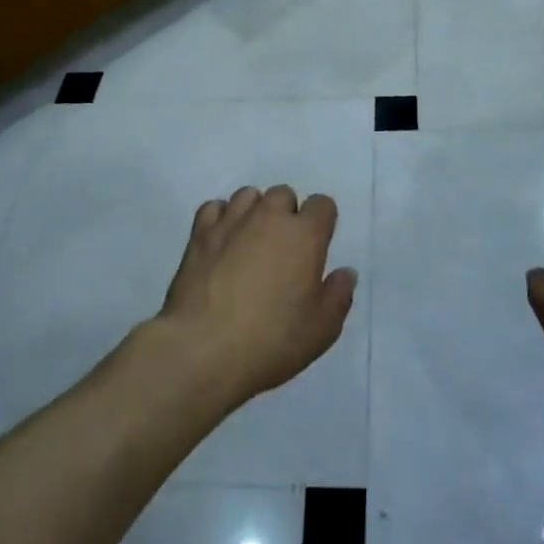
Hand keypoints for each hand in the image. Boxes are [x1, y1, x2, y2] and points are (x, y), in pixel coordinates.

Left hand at [153, 186, 355, 412]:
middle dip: (287, 214)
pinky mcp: (199, 234)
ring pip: (249, 195)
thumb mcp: (321, 330)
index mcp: (304, 235)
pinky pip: (214, 207)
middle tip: (283, 250)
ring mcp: (232, 221)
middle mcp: (269, 217)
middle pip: (284, 194)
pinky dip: (221, 218)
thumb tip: (344, 272)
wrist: (202, 350)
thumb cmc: (270, 340)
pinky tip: (221, 242)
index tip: (316, 248)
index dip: (322, 222)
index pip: (322, 204)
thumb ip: (338, 295)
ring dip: (255, 212)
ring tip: (251, 242)